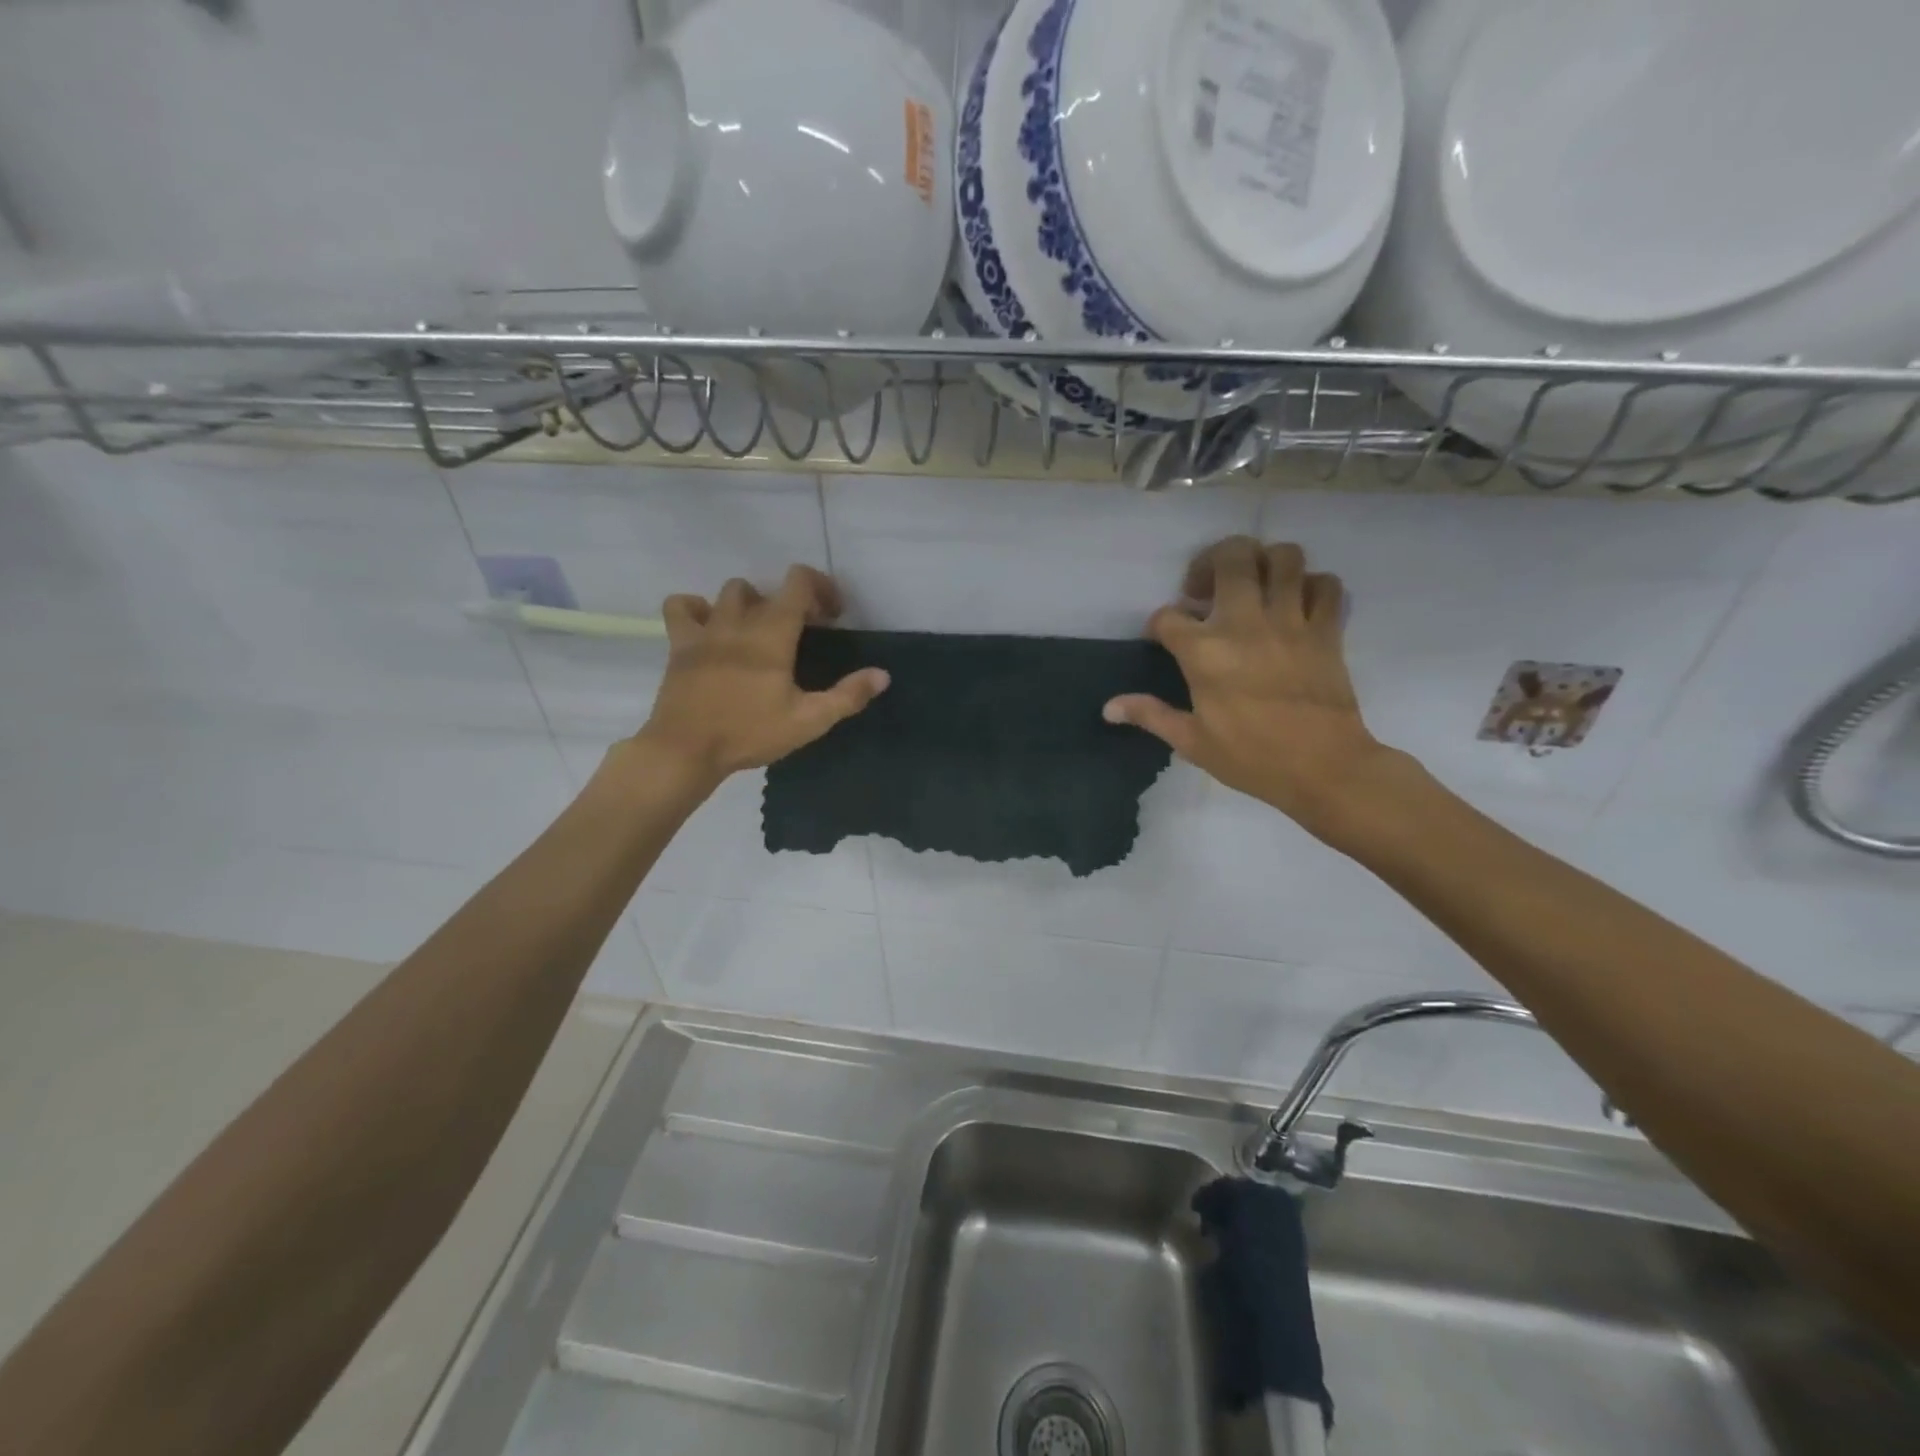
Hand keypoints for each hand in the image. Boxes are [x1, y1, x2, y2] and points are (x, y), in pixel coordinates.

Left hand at [632, 565, 887, 787]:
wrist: (686, 750)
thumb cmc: (750, 733)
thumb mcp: (808, 721)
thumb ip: (847, 696)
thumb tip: (882, 675)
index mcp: (772, 633)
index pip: (798, 582)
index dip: (821, 588)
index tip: (831, 616)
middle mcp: (738, 621)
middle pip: (765, 589)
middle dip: (788, 602)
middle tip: (799, 633)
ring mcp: (705, 629)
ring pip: (728, 593)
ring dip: (749, 604)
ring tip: (757, 632)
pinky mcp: (679, 644)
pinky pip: (682, 607)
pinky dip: (697, 609)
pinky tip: (710, 629)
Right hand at [1103, 537, 1394, 840]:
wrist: (1323, 769)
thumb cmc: (1251, 758)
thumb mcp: (1192, 742)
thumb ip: (1150, 715)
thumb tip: (1108, 708)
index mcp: (1204, 652)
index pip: (1167, 616)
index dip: (1158, 624)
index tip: (1162, 639)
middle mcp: (1245, 623)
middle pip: (1230, 556)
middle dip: (1211, 560)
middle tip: (1206, 588)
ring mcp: (1291, 621)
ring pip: (1284, 557)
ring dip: (1264, 562)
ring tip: (1253, 585)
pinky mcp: (1327, 630)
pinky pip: (1326, 584)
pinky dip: (1312, 585)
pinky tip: (1297, 604)